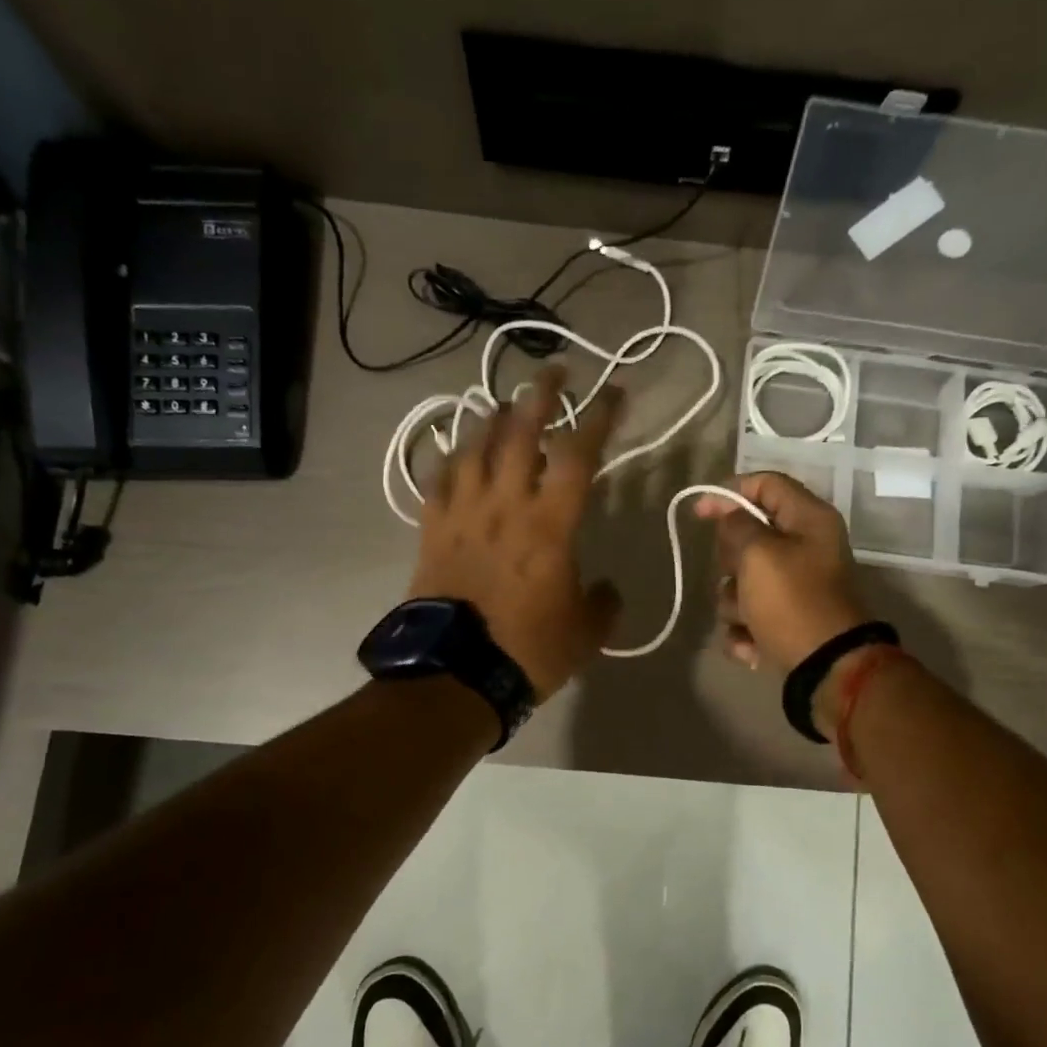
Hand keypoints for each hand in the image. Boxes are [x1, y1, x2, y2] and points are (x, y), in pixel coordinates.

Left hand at [409, 367, 622, 700]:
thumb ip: (604, 602)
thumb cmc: (528, 650)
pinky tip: (457, 449)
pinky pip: (439, 480)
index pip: (578, 455)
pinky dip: (450, 457)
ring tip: (505, 403)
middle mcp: (506, 505)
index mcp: (550, 524)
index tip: (614, 392)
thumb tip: (606, 588)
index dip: (599, 417)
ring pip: (476, 448)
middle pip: (520, 434)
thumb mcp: (586, 632)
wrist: (455, 674)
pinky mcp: (432, 530)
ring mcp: (463, 513)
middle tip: (553, 372)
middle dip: (541, 397)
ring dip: (493, 419)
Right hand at [693, 472, 867, 676]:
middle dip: (731, 561)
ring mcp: (796, 586)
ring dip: (735, 602)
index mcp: (809, 519)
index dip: (728, 492)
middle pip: (749, 536)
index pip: (765, 484)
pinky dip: (746, 630)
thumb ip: (737, 526)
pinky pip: (750, 614)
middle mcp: (806, 547)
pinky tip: (752, 645)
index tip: (699, 513)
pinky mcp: (787, 619)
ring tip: (747, 619)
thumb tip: (730, 517)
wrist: (826, 668)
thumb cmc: (793, 601)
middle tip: (735, 574)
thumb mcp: (759, 554)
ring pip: (743, 580)